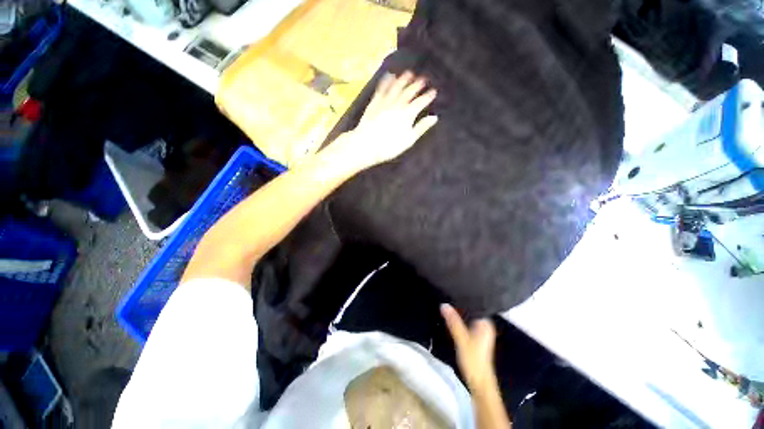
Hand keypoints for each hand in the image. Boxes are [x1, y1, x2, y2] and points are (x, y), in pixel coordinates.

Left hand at [331, 71, 437, 170]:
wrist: (366, 145)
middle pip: (409, 92)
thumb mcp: (408, 140)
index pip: (420, 102)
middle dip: (417, 84)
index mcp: (407, 114)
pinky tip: (390, 75)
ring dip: (403, 79)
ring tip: (409, 73)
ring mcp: (385, 102)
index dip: (427, 97)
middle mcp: (397, 105)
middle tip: (424, 78)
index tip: (434, 91)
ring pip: (396, 87)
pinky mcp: (374, 103)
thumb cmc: (389, 146)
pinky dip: (386, 81)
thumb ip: (421, 128)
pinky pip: (382, 88)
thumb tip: (434, 118)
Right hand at [441, 303, 497, 392]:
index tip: (452, 292)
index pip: (474, 305)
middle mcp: (485, 325)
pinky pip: (467, 323)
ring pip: (468, 317)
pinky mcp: (476, 337)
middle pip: (470, 310)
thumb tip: (444, 304)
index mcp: (485, 323)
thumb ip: (453, 321)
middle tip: (446, 297)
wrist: (479, 381)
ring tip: (447, 305)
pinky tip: (451, 318)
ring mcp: (481, 331)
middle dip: (459, 306)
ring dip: (459, 314)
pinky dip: (460, 321)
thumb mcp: (461, 339)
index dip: (463, 299)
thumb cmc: (473, 359)